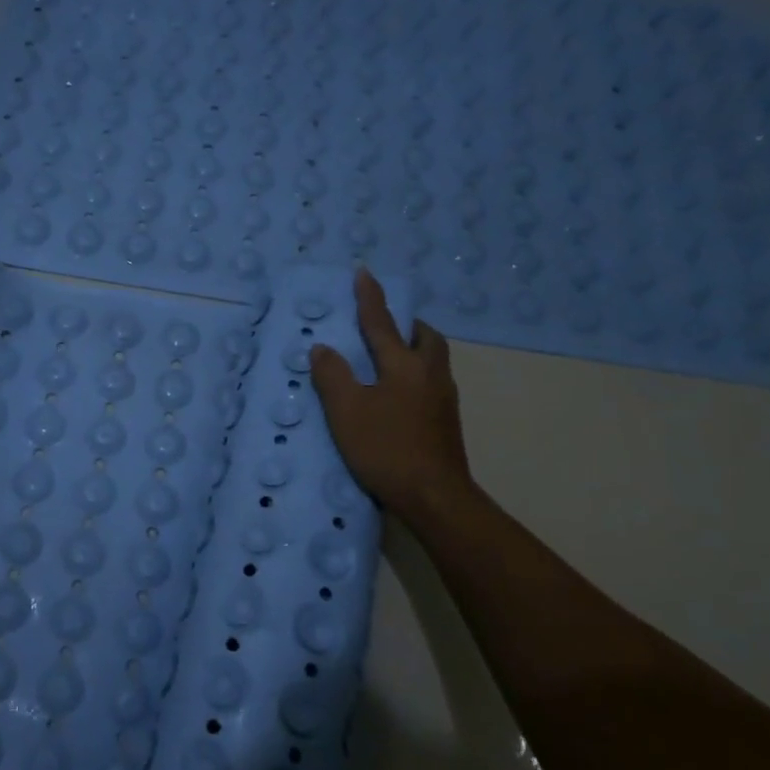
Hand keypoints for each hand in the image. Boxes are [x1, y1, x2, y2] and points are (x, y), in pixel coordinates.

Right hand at [310, 269, 474, 518]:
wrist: (434, 496)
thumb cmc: (386, 448)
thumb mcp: (346, 411)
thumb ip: (332, 376)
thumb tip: (323, 348)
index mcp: (404, 365)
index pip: (382, 323)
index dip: (370, 298)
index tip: (364, 272)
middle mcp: (430, 374)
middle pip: (425, 338)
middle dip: (407, 325)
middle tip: (388, 326)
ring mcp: (443, 399)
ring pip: (433, 360)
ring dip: (415, 349)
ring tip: (390, 358)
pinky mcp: (446, 422)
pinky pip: (431, 382)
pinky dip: (416, 374)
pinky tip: (398, 395)